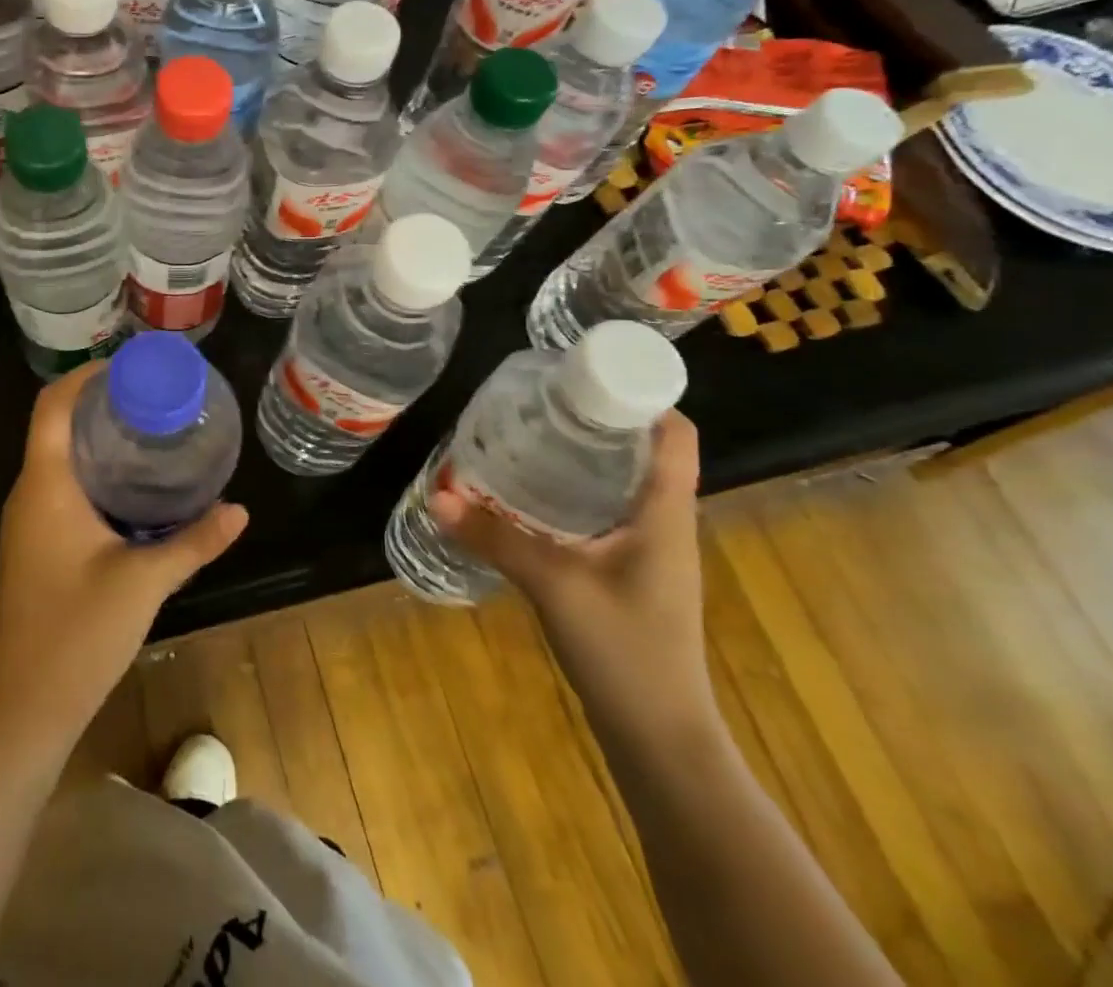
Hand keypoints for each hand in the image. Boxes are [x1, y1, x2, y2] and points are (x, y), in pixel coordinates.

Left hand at [0, 362, 247, 746]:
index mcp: (45, 486)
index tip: (128, 366)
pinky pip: (61, 487)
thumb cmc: (77, 634)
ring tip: (149, 429)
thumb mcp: (144, 582)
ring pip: (58, 458)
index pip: (52, 406)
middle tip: (153, 396)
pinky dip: (93, 471)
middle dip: (99, 404)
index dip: (84, 376)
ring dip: (96, 439)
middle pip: (55, 425)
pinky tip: (132, 486)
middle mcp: (29, 493)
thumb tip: (240, 510)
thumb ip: (194, 541)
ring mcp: (28, 522)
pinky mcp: (35, 545)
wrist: (24, 709)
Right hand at [428, 411, 717, 746]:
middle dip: (595, 420)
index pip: (675, 436)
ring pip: (621, 483)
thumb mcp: (553, 585)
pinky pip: (604, 513)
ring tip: (528, 436)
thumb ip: (494, 537)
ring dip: (582, 457)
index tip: (586, 374)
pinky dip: (572, 493)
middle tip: (538, 401)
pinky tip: (530, 497)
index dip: (642, 395)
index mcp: (664, 515)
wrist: (660, 737)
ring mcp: (649, 552)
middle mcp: (664, 524)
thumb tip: (437, 494)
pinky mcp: (629, 573)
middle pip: (642, 452)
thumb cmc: (625, 651)